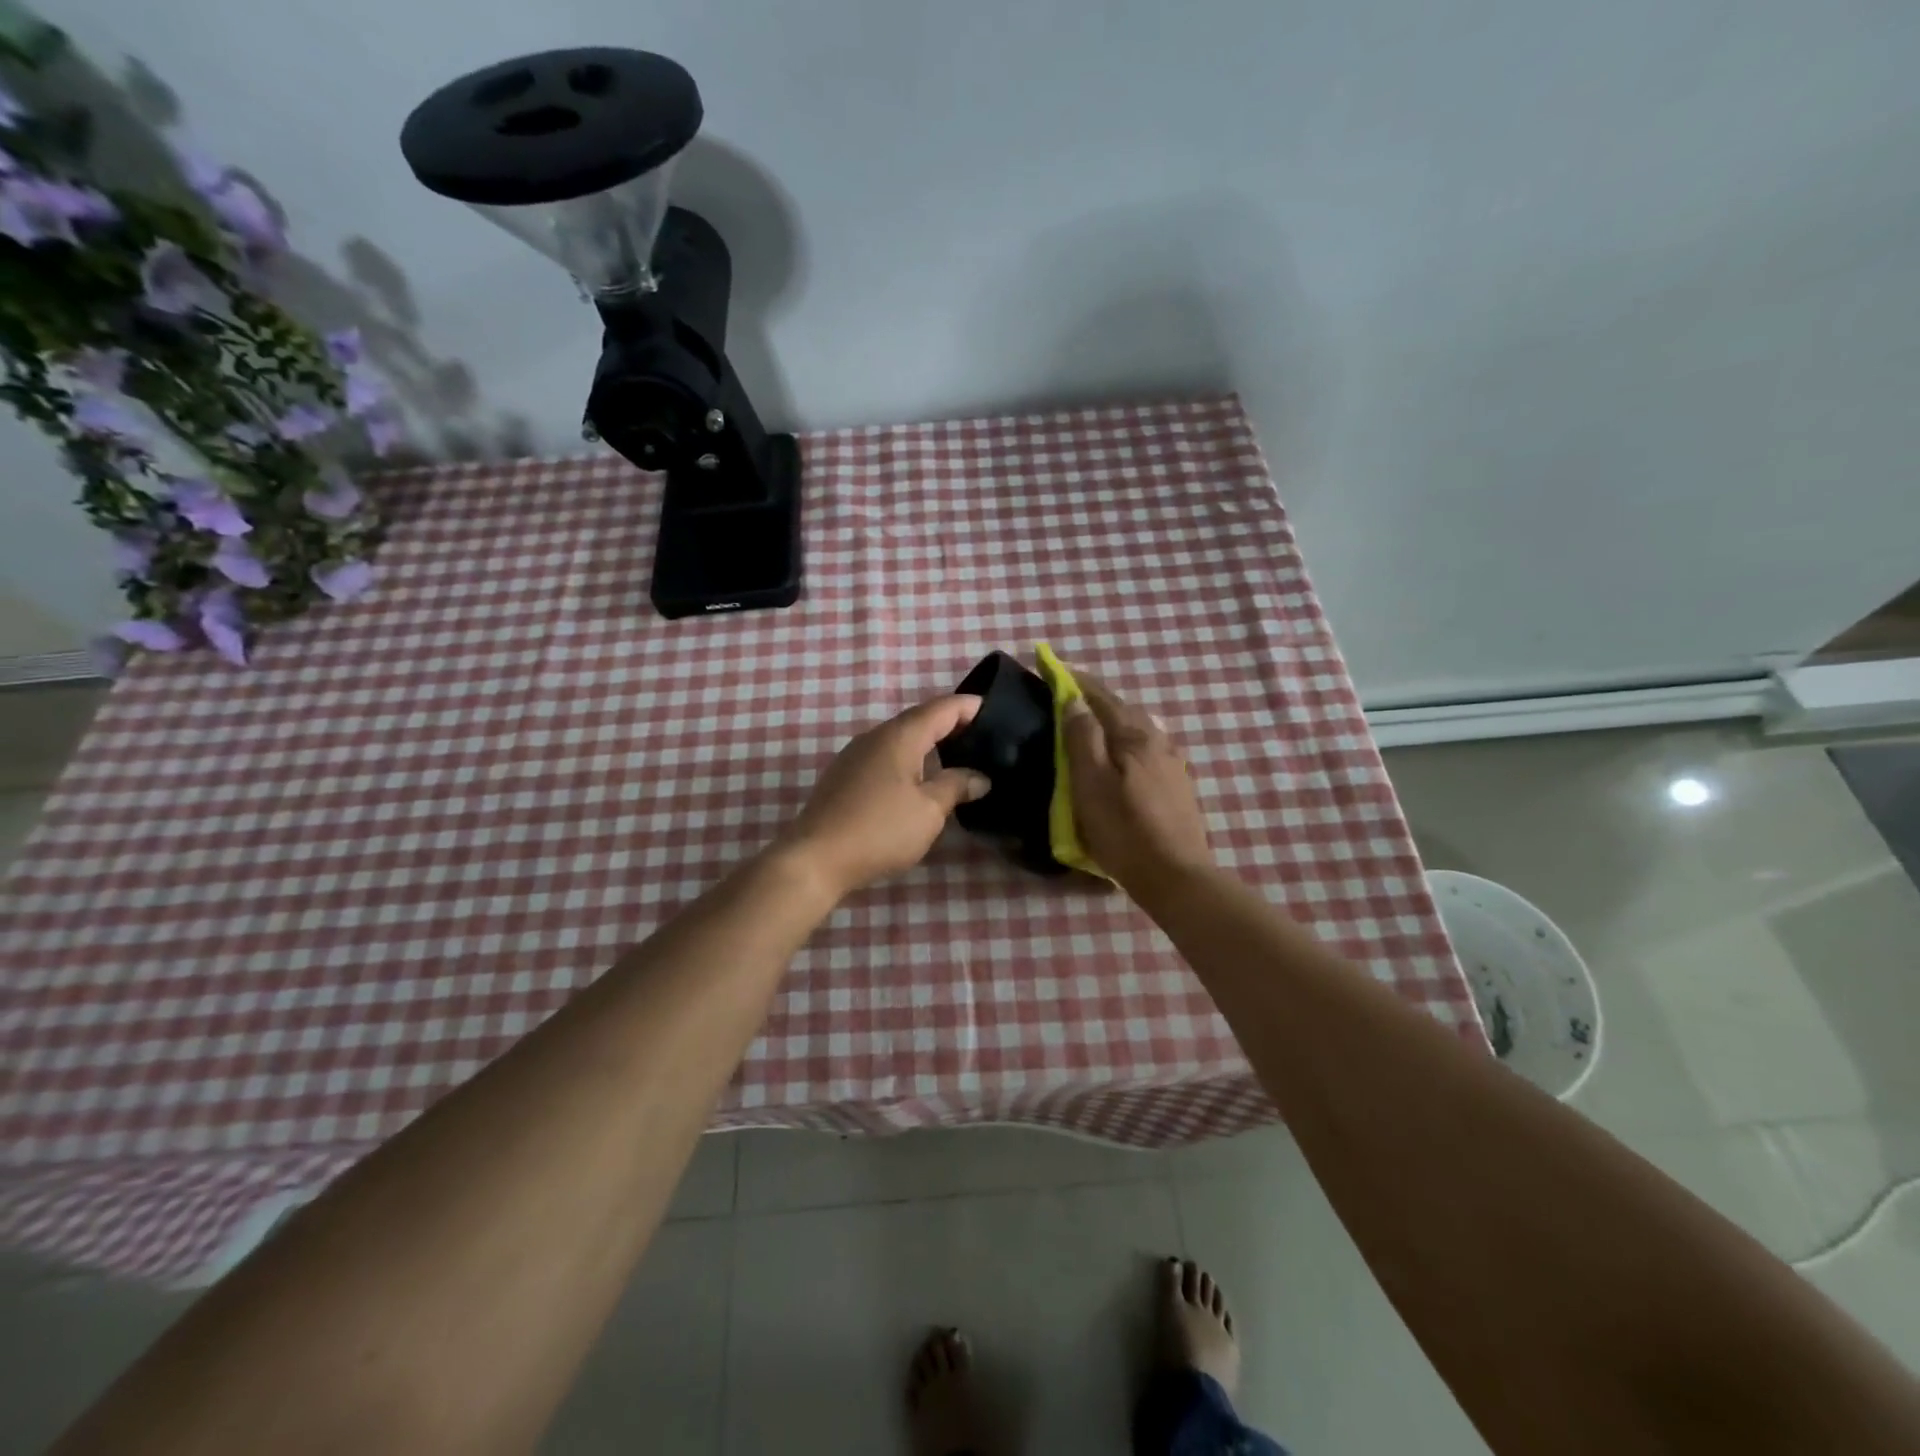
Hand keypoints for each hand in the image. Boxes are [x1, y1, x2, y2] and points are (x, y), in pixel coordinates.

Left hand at [773, 695, 991, 898]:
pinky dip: (910, 759)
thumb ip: (956, 787)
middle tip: (982, 737)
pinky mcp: (845, 776)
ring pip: (901, 738)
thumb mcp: (928, 811)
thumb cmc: (880, 829)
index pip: (942, 708)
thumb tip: (980, 777)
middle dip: (951, 724)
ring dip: (929, 743)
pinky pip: (886, 756)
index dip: (969, 706)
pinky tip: (920, 779)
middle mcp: (876, 736)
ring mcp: (856, 755)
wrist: (816, 858)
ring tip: (957, 758)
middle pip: (920, 719)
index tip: (994, 709)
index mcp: (901, 736)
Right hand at [1062, 671, 1214, 891]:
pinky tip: (1119, 757)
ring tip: (1089, 727)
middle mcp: (1159, 739)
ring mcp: (1173, 762)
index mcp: (1135, 735)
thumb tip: (1073, 701)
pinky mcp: (1178, 784)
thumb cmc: (1124, 829)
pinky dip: (1125, 742)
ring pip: (1137, 729)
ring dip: (1111, 721)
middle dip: (1094, 699)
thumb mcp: (1091, 783)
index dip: (1075, 680)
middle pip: (1122, 709)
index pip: (1101, 695)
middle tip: (1066, 698)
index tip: (1052, 666)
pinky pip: (1146, 749)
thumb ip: (1082, 738)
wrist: (1175, 876)